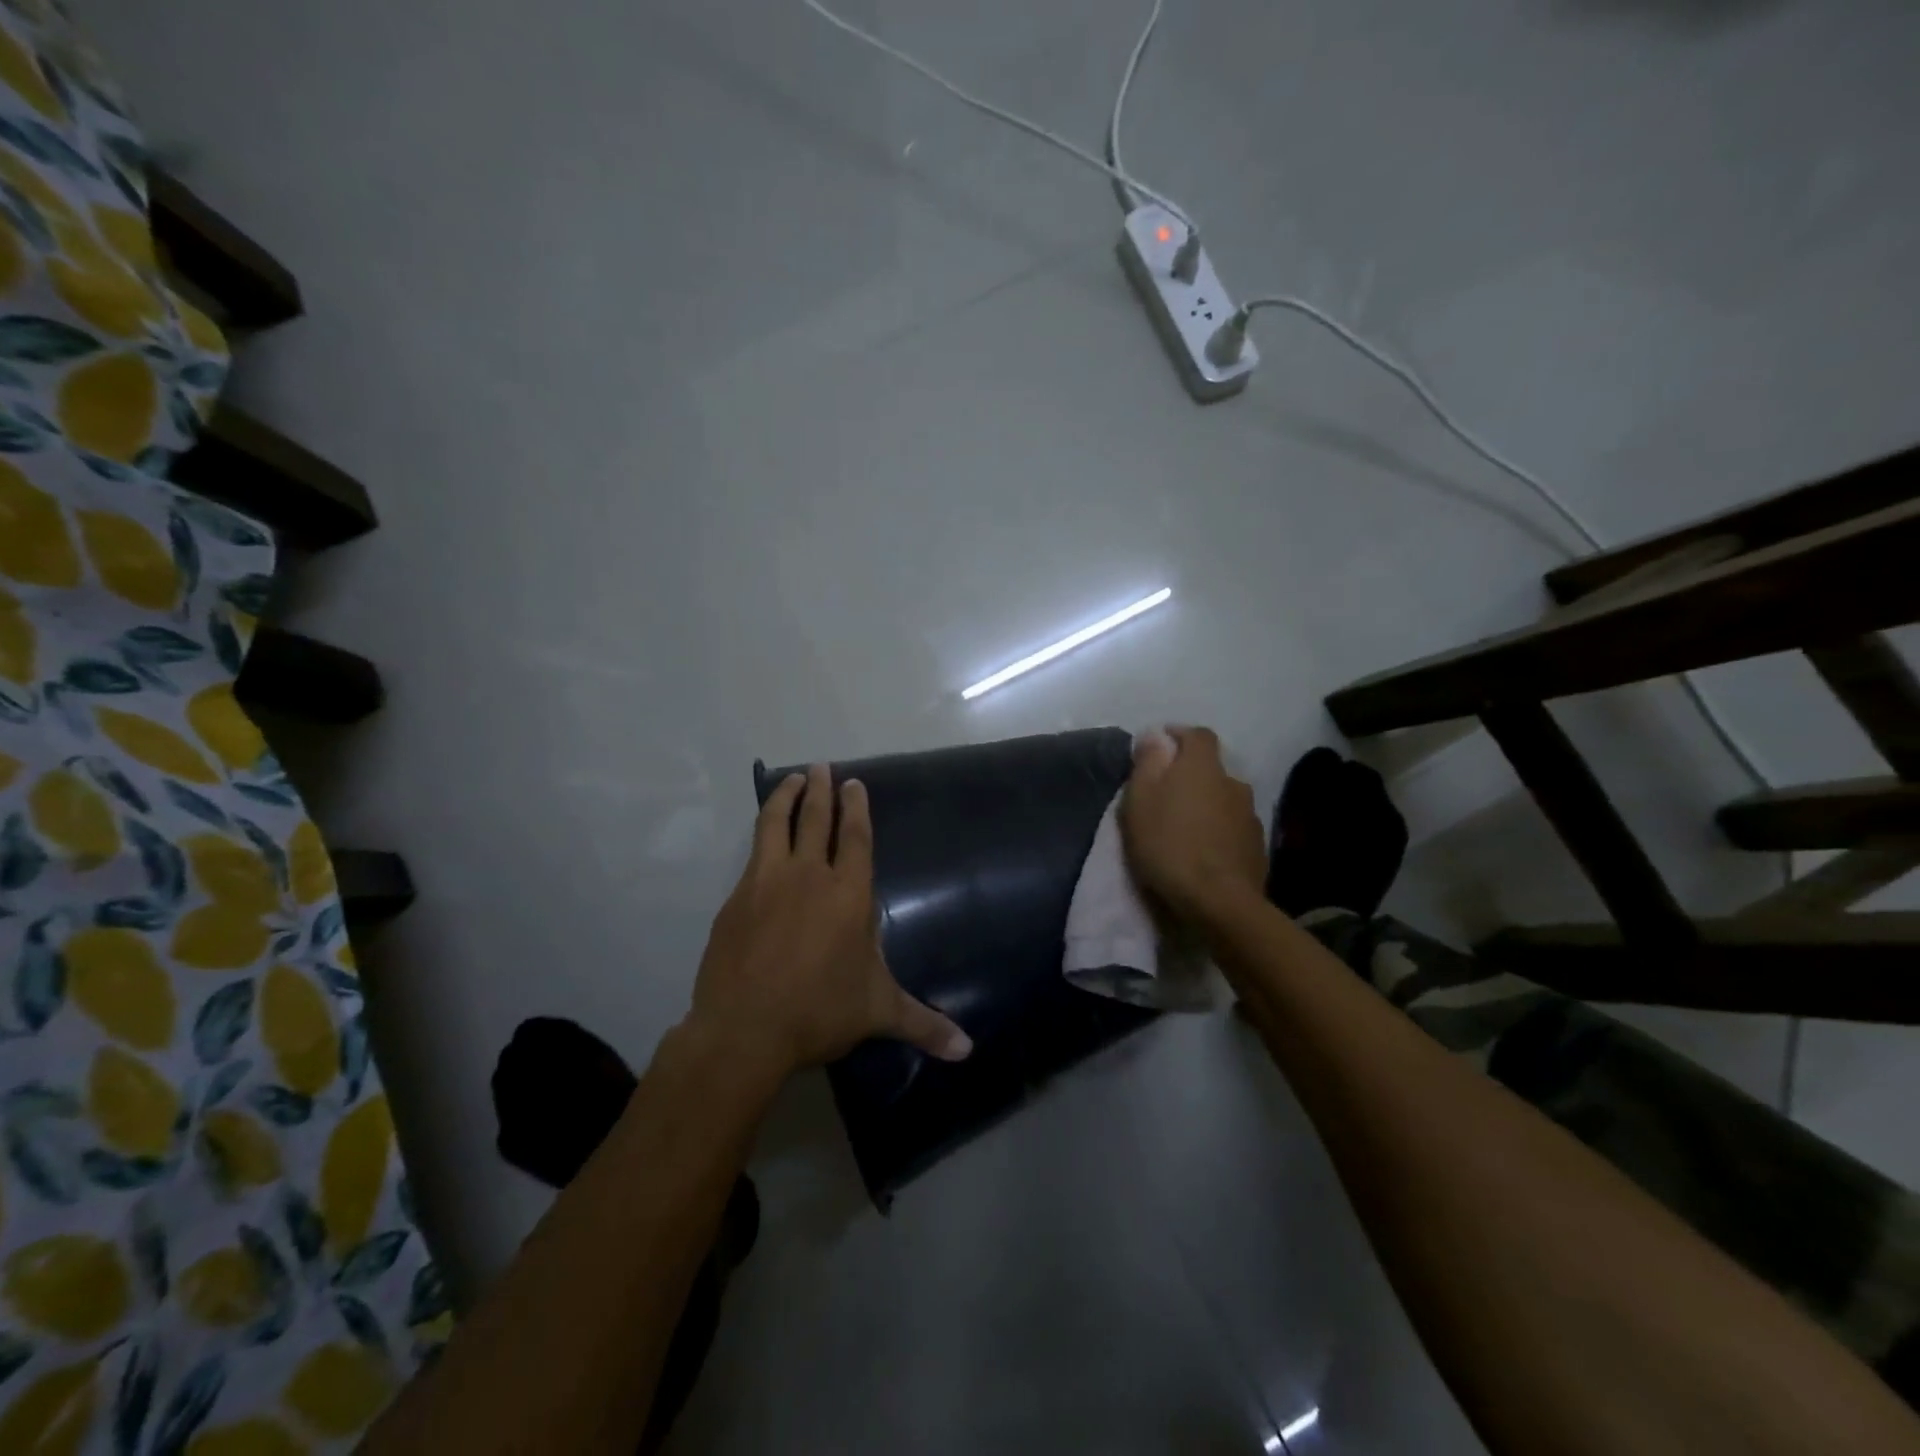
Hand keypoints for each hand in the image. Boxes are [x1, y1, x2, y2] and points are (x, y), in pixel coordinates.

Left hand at [688, 763, 972, 1079]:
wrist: (745, 1028)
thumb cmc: (819, 1011)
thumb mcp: (877, 1012)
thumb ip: (924, 1023)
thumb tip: (968, 1050)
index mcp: (848, 894)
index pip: (855, 838)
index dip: (856, 808)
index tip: (853, 784)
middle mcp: (808, 876)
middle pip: (815, 820)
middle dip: (820, 790)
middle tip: (821, 767)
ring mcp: (767, 882)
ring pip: (775, 825)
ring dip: (785, 797)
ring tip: (791, 779)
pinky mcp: (736, 898)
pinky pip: (753, 855)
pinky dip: (761, 835)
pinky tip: (763, 838)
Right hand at [1120, 727, 1266, 925]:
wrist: (1219, 901)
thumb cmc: (1169, 844)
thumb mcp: (1140, 800)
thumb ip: (1147, 763)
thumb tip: (1155, 735)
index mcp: (1203, 767)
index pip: (1198, 735)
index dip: (1180, 735)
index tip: (1161, 744)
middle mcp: (1233, 783)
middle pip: (1212, 769)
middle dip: (1191, 775)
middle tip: (1167, 794)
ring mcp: (1250, 816)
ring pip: (1225, 799)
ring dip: (1207, 804)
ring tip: (1186, 826)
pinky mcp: (1258, 847)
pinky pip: (1233, 828)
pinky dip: (1219, 831)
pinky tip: (1205, 850)